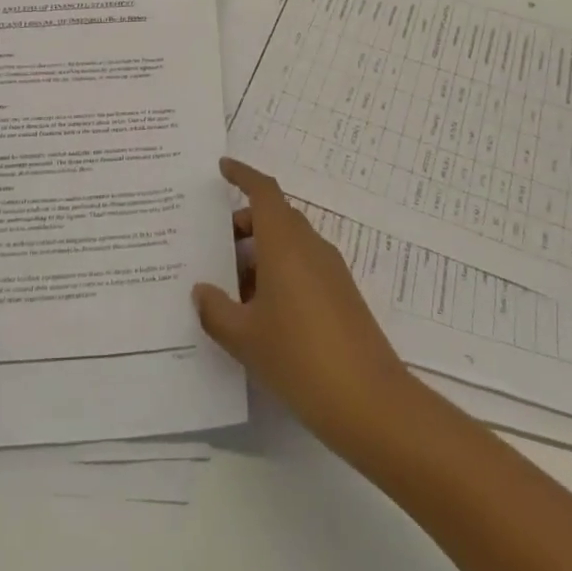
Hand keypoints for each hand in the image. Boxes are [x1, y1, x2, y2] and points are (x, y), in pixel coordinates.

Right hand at [193, 158, 414, 456]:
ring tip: (227, 286)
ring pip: (288, 245)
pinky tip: (258, 312)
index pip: (263, 192)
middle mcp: (310, 247)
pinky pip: (302, 268)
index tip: (222, 168)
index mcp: (285, 243)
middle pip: (275, 217)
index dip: (243, 175)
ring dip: (259, 254)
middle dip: (243, 224)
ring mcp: (330, 271)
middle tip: (211, 245)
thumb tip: (201, 291)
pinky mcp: (341, 296)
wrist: (370, 402)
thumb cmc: (299, 357)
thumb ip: (216, 310)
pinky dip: (277, 274)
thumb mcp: (245, 337)